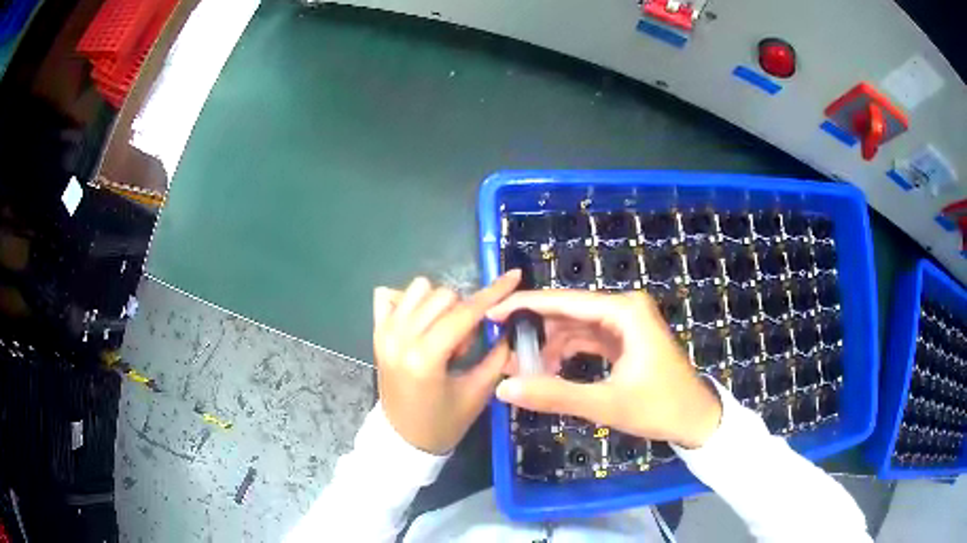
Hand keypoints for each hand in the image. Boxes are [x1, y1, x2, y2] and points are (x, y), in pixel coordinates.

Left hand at [372, 270, 520, 454]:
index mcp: (425, 357)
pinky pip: (390, 296)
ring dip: (439, 305)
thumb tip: (511, 324)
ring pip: (418, 289)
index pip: (464, 313)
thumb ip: (498, 356)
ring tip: (441, 335)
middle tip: (463, 346)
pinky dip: (408, 302)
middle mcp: (400, 337)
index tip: (513, 277)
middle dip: (463, 313)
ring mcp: (384, 333)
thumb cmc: (443, 422)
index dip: (493, 293)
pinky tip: (420, 323)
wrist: (403, 439)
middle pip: (443, 295)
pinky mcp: (376, 333)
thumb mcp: (478, 393)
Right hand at [487, 290, 721, 448]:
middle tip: (506, 355)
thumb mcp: (606, 403)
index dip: (525, 306)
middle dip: (536, 333)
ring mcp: (625, 322)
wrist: (695, 418)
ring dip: (550, 345)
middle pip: (568, 312)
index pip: (564, 302)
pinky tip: (549, 371)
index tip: (493, 314)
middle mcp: (624, 308)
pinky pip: (587, 338)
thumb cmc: (659, 407)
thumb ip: (555, 395)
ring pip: (575, 326)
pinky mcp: (625, 338)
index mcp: (624, 311)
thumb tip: (505, 387)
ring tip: (525, 370)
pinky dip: (566, 352)